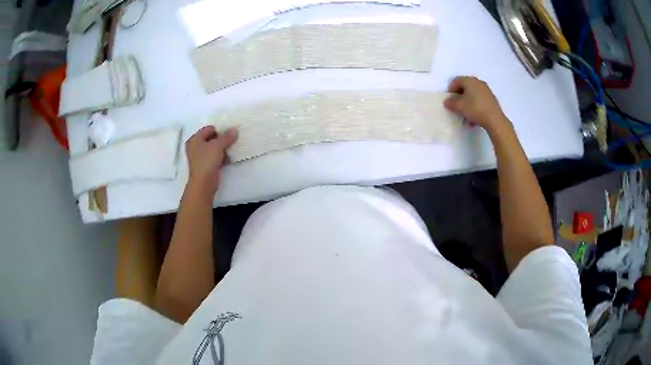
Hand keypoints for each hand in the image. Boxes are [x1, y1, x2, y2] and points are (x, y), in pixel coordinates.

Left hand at [185, 126, 237, 196]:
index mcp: (195, 139)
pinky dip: (222, 157)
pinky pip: (215, 157)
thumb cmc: (207, 161)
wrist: (203, 183)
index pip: (209, 129)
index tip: (230, 133)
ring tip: (233, 148)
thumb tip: (234, 130)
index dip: (219, 129)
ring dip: (223, 148)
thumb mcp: (218, 146)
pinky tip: (230, 158)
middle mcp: (195, 147)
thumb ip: (227, 137)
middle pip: (211, 138)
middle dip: (222, 139)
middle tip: (233, 139)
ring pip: (214, 148)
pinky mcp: (206, 166)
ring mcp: (200, 157)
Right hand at [444, 77, 509, 135]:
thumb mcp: (459, 107)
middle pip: (465, 88)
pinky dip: (475, 107)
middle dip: (459, 97)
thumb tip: (447, 101)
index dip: (450, 90)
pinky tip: (474, 118)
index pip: (455, 81)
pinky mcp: (492, 99)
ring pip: (473, 95)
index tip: (449, 101)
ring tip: (465, 115)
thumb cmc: (475, 109)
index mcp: (469, 80)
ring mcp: (486, 90)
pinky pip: (480, 101)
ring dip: (467, 104)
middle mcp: (478, 82)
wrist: (495, 120)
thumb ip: (450, 103)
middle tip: (456, 107)